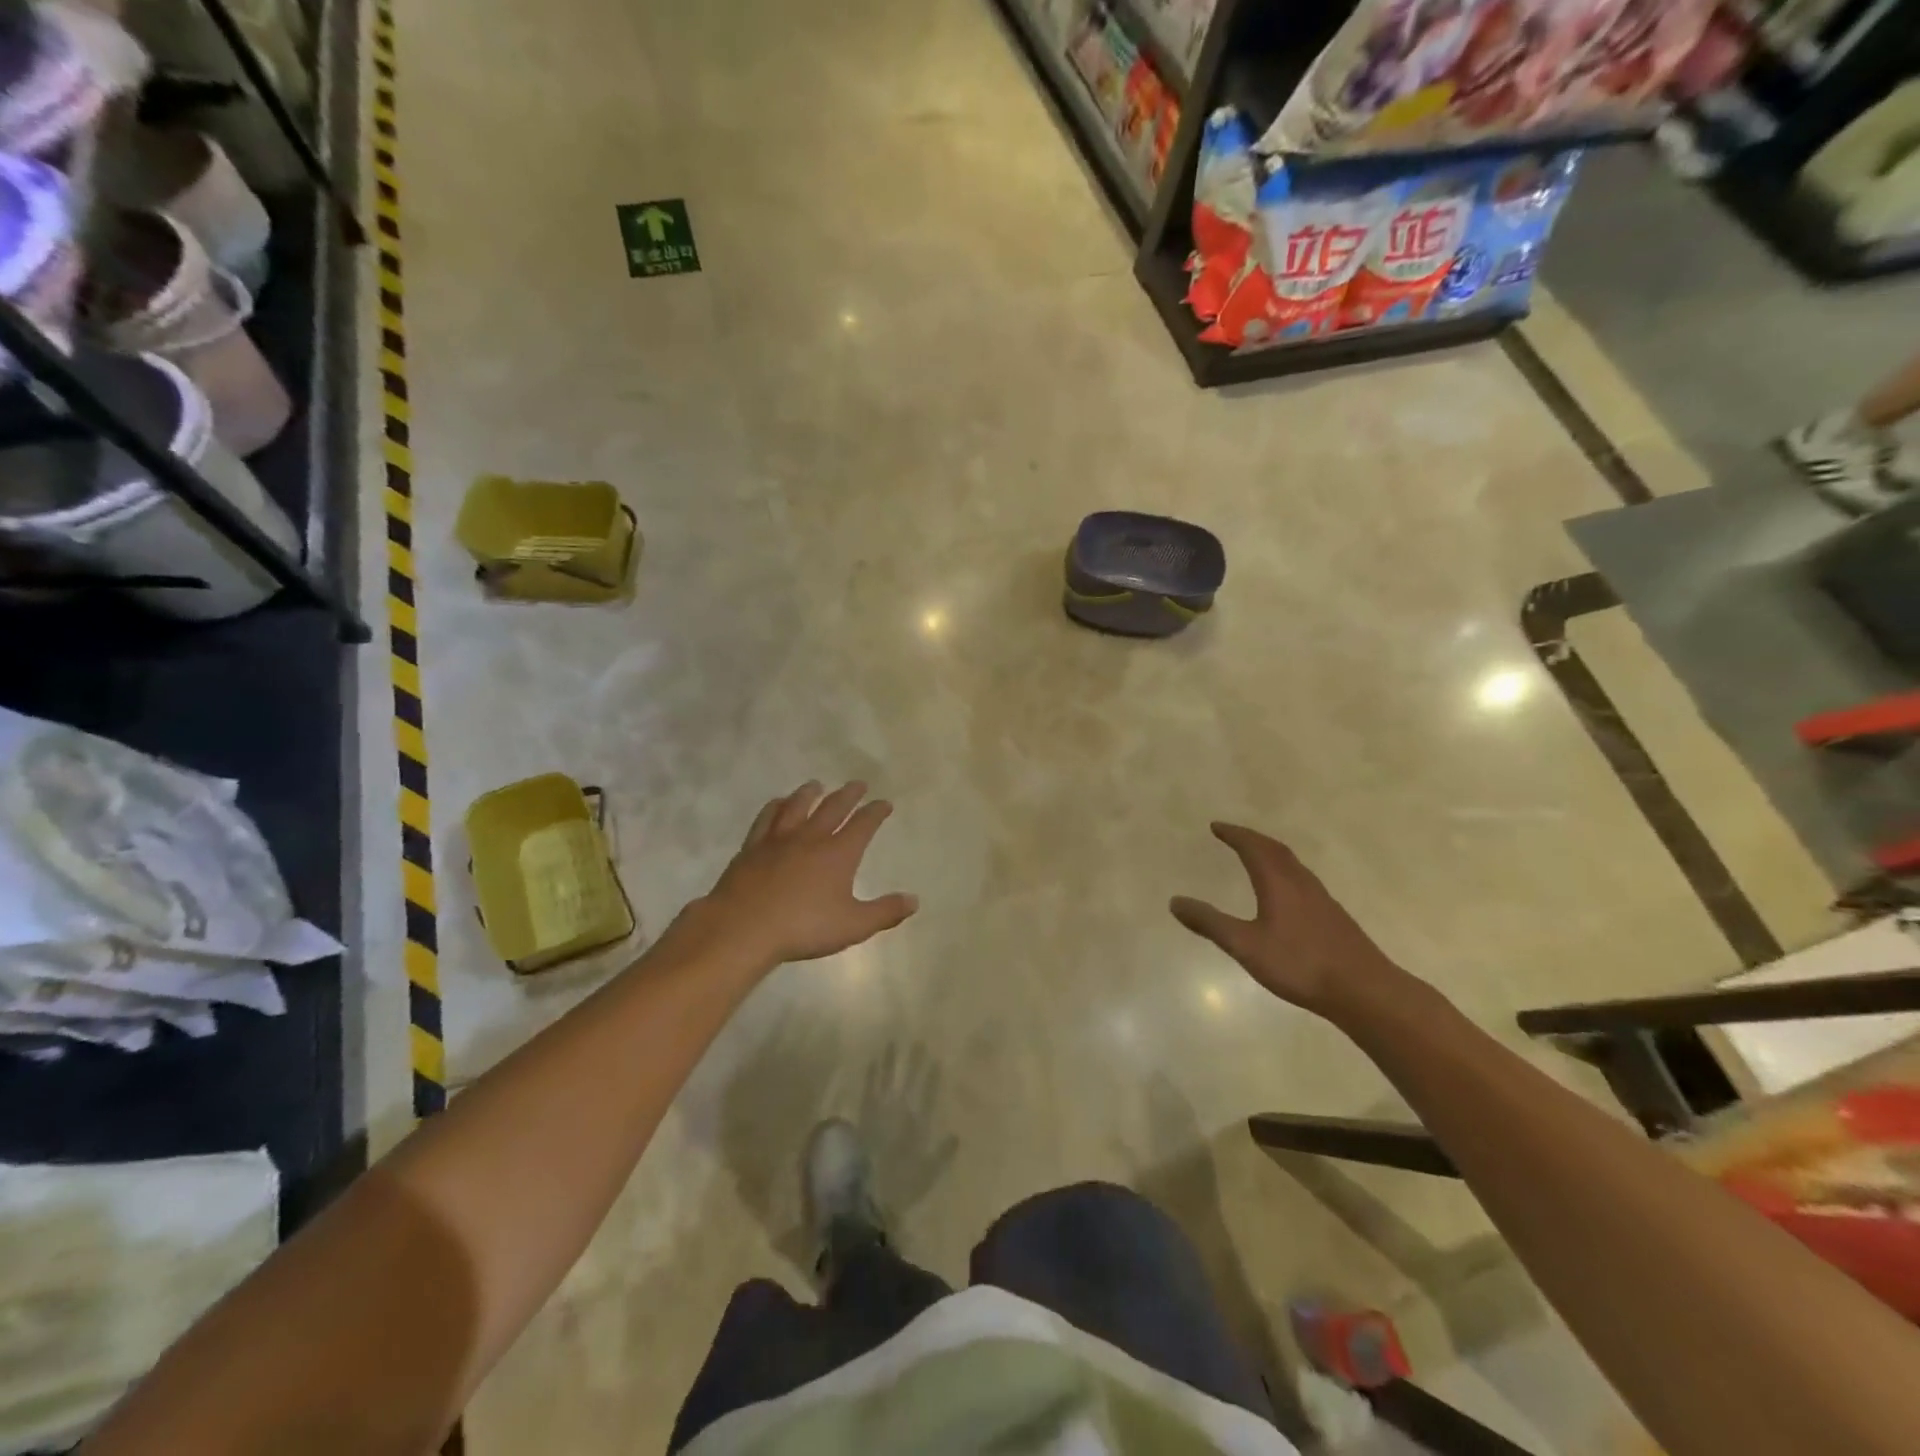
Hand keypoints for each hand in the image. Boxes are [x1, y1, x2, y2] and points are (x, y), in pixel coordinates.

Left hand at [685, 781, 917, 971]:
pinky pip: (767, 818)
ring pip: (798, 806)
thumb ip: (885, 912)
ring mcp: (779, 839)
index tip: (884, 803)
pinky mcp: (753, 847)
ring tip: (817, 785)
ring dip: (810, 793)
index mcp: (839, 853)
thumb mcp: (852, 926)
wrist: (743, 927)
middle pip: (833, 807)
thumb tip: (914, 900)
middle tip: (858, 784)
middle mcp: (811, 837)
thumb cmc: (803, 927)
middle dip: (849, 795)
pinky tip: (777, 803)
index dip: (876, 812)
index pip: (863, 824)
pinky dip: (776, 806)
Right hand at [1170, 823, 1408, 1021]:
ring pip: (1293, 865)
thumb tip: (1174, 901)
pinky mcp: (1333, 917)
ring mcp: (1321, 899)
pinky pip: (1303, 880)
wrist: (1364, 991)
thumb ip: (1210, 923)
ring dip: (1271, 854)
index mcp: (1279, 883)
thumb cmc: (1300, 965)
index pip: (1253, 847)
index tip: (1216, 827)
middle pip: (1276, 850)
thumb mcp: (1246, 946)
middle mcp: (1301, 883)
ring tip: (1256, 856)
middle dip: (1252, 839)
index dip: (1234, 834)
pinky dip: (1285, 872)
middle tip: (1232, 835)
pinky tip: (1285, 893)